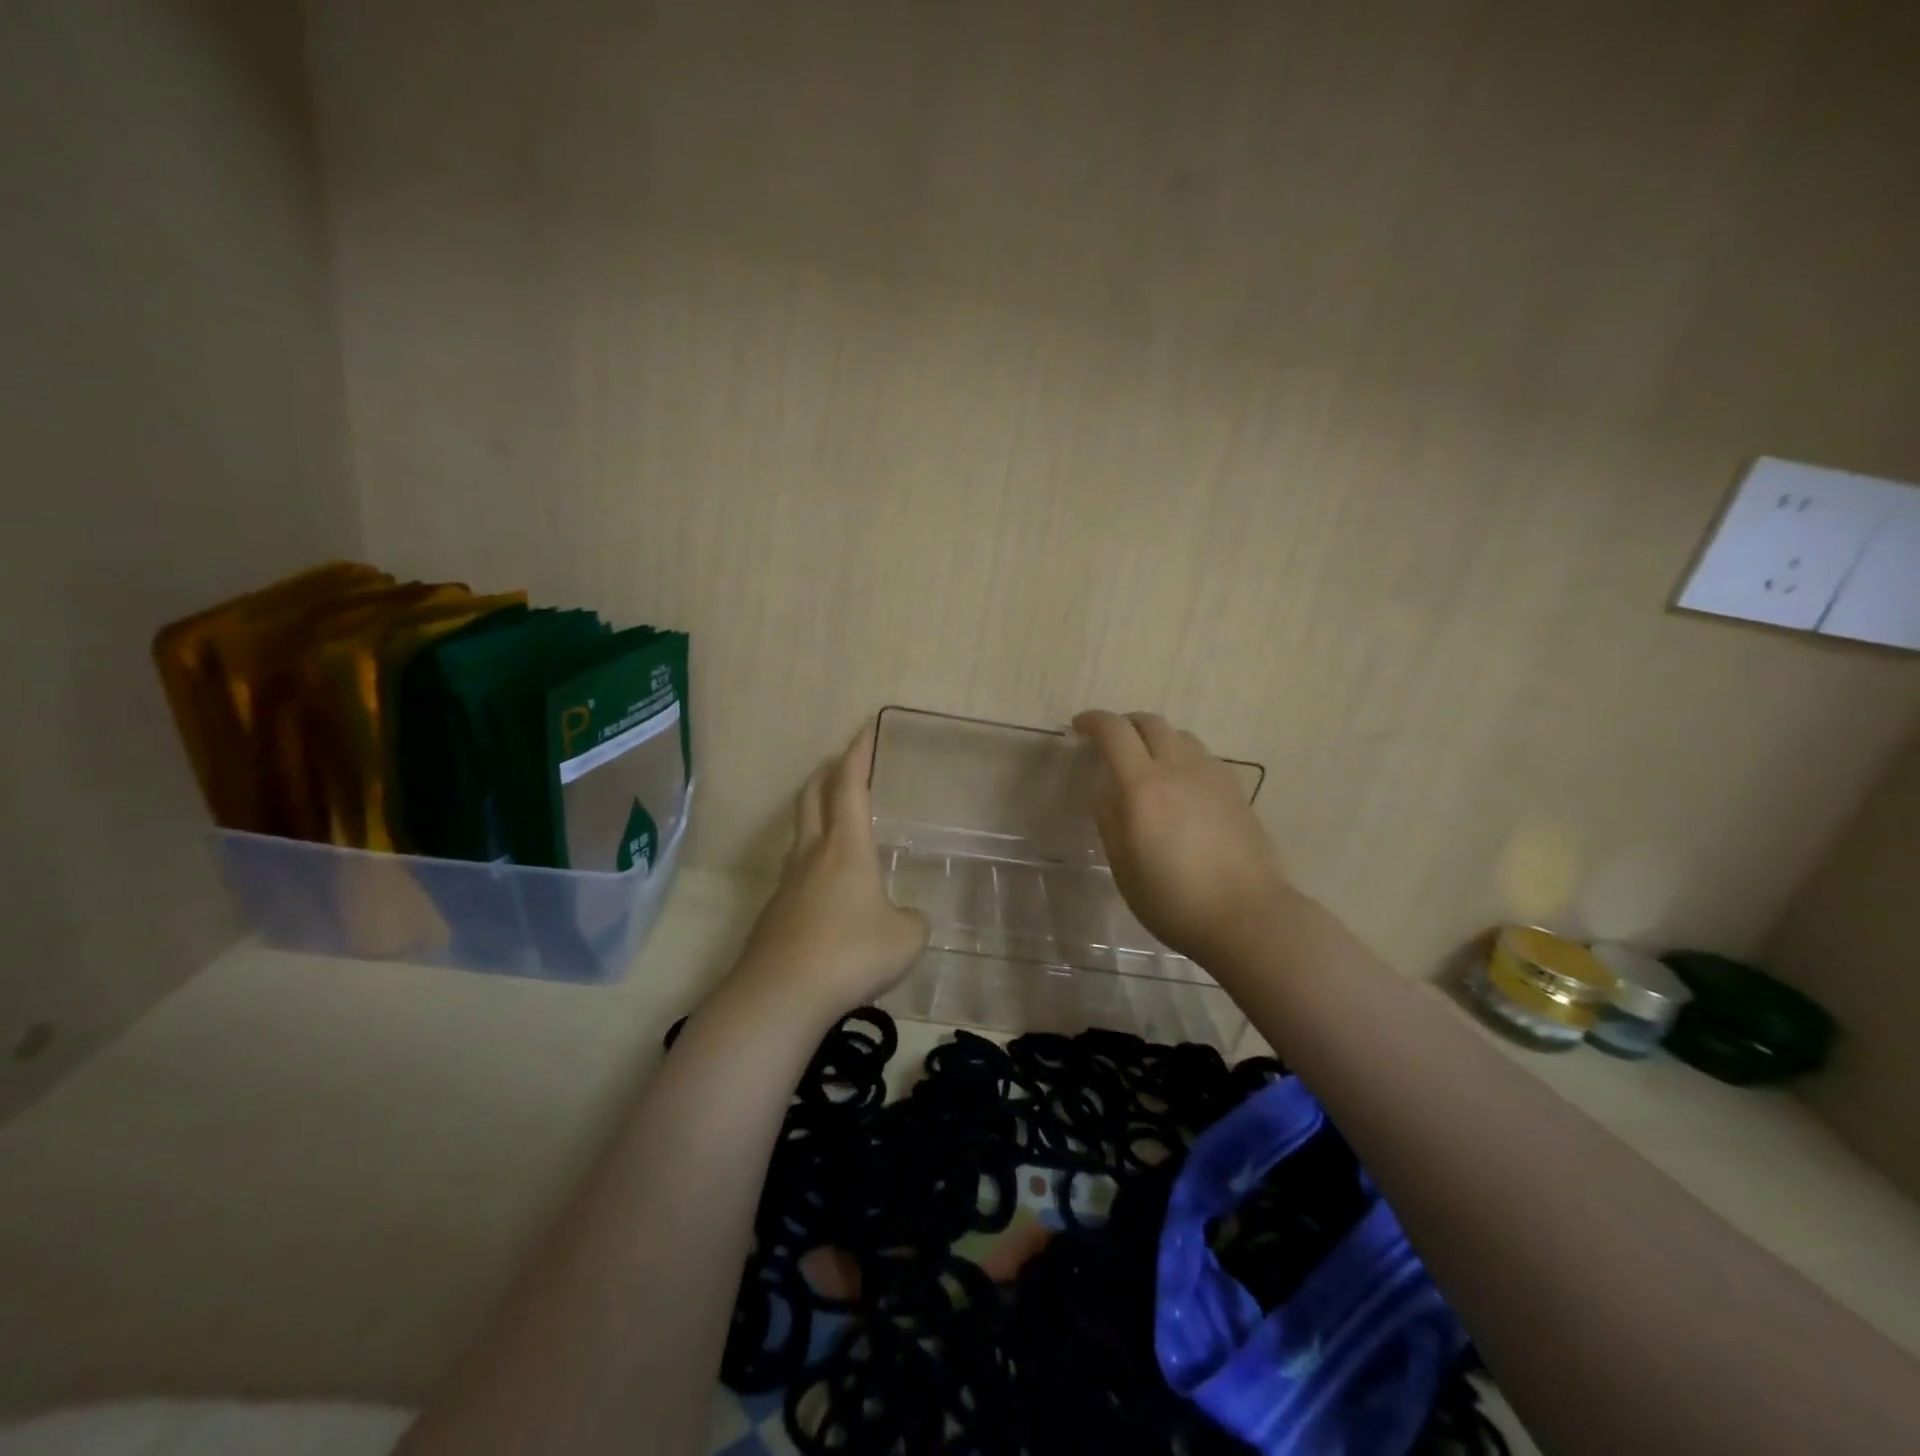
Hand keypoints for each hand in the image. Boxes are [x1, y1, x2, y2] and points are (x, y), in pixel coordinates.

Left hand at [731, 721, 929, 1019]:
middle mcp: (812, 854)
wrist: (780, 995)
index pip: (850, 785)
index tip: (864, 730)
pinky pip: (795, 874)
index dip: (858, 755)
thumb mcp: (906, 937)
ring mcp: (787, 883)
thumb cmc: (851, 953)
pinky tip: (827, 892)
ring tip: (834, 823)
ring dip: (815, 816)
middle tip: (842, 765)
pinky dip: (812, 864)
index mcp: (847, 846)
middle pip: (812, 798)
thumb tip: (903, 918)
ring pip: (800, 835)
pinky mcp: (774, 914)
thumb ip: (911, 920)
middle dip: (827, 774)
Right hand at [1072, 710, 1289, 962]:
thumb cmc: (1174, 900)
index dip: (1094, 721)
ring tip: (1147, 763)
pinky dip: (1182, 757)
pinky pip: (1202, 757)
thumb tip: (1106, 792)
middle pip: (1150, 722)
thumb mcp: (1124, 867)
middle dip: (1125, 724)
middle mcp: (1178, 769)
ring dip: (1156, 739)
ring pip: (1180, 736)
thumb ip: (1110, 821)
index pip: (1114, 732)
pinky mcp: (1236, 790)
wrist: (1247, 916)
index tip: (1079, 727)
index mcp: (1143, 787)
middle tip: (1110, 742)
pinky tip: (1181, 786)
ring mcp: (1212, 776)